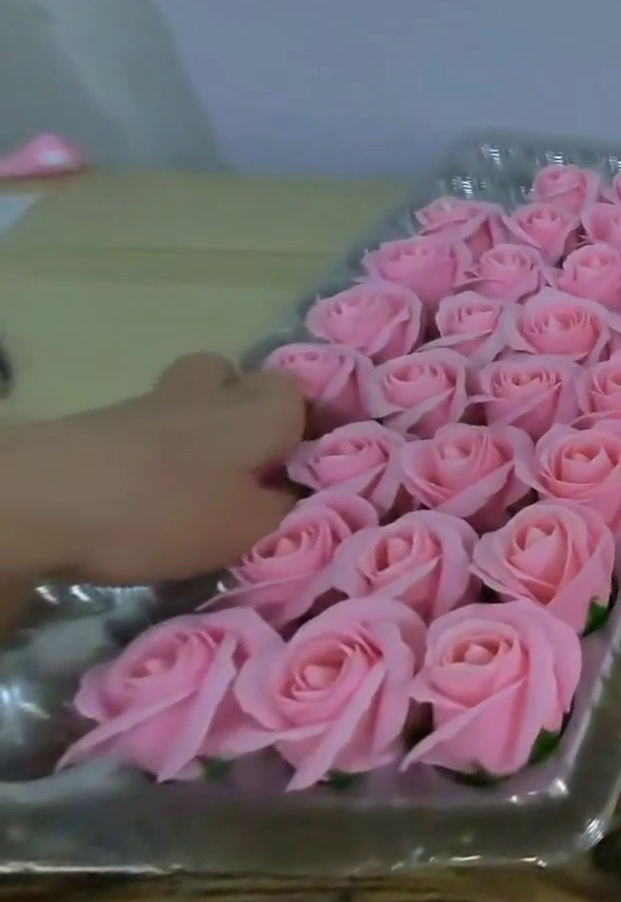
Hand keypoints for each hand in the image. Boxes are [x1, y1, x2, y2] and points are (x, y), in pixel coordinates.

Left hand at [0, 353, 304, 586]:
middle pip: (225, 375)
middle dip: (238, 401)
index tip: (311, 452)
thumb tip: (304, 496)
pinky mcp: (82, 432)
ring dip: (190, 431)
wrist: (17, 507)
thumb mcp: (253, 526)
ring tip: (197, 480)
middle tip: (250, 446)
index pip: (301, 389)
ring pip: (177, 403)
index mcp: (264, 409)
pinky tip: (143, 494)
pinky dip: (143, 456)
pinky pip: (132, 434)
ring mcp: (139, 409)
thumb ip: (291, 506)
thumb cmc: (167, 507)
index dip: (309, 415)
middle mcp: (210, 396)